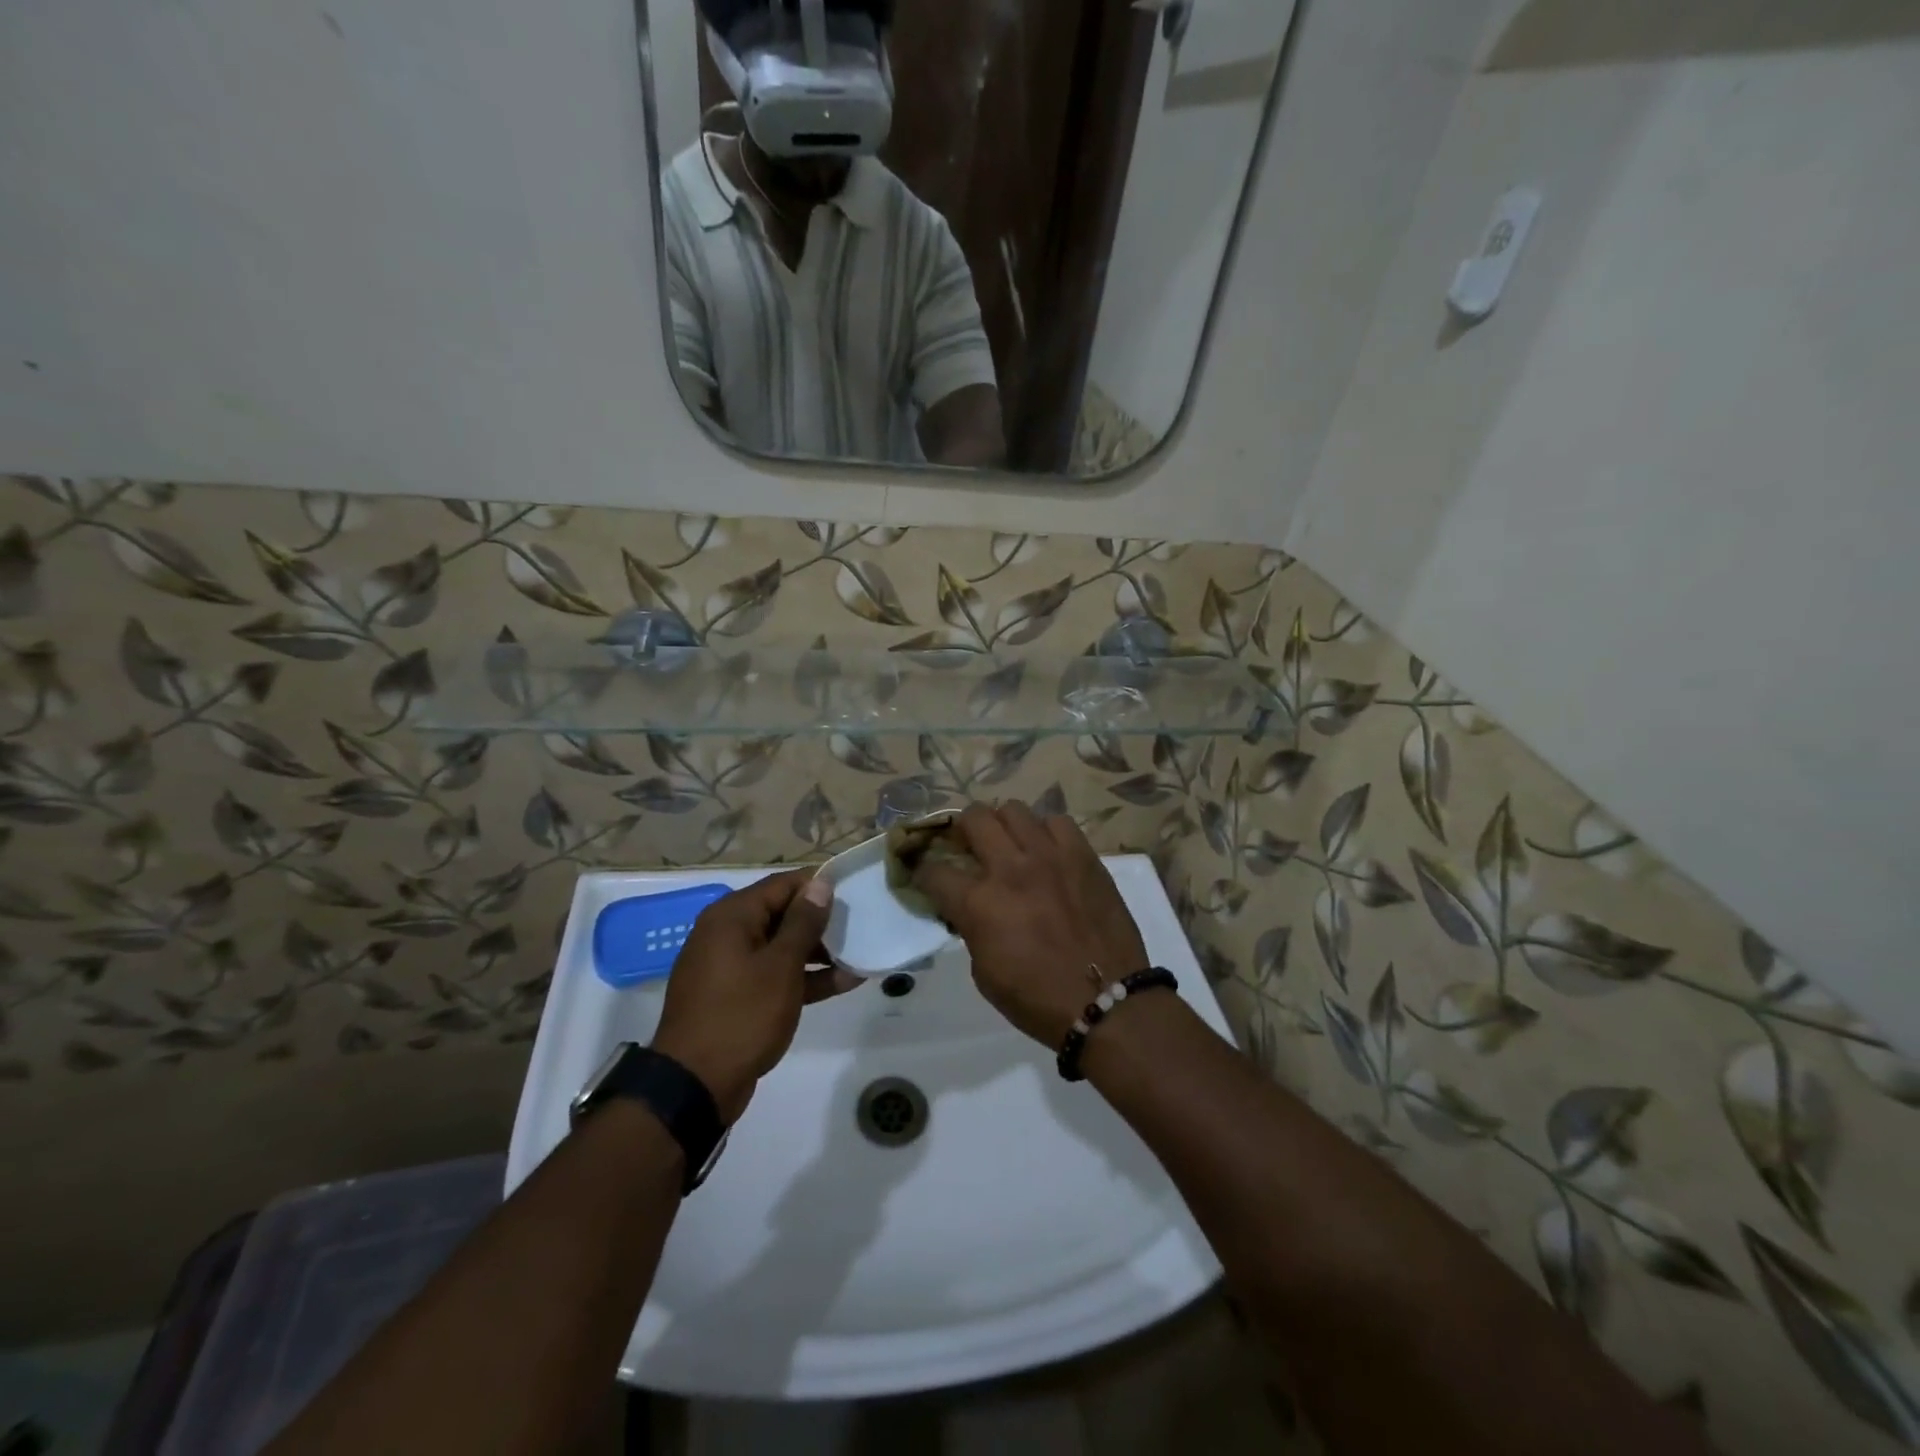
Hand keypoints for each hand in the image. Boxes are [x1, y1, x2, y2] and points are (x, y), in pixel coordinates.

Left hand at [651, 871, 855, 1121]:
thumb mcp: (781, 966)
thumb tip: (820, 884)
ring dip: (818, 952)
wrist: (695, 1086)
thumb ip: (803, 922)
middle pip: (782, 913)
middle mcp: (727, 933)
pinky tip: (843, 982)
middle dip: (821, 921)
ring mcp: (730, 966)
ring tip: (859, 955)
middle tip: (861, 925)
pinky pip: (774, 974)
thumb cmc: (742, 1015)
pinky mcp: (736, 996)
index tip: (855, 892)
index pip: (783, 884)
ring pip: (781, 946)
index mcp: (732, 916)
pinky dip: (803, 977)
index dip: (819, 885)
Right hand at [912, 802, 1148, 1046]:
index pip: (934, 870)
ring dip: (1004, 826)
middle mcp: (1011, 868)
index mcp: (979, 903)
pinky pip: (1057, 822)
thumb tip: (969, 908)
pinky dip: (1046, 832)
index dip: (924, 871)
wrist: (1106, 1001)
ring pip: (1014, 810)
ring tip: (1010, 844)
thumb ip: (971, 928)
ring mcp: (1050, 856)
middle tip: (968, 845)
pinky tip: (1048, 852)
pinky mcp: (1083, 855)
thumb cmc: (1038, 999)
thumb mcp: (984, 973)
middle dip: (962, 830)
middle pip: (973, 818)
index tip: (927, 875)